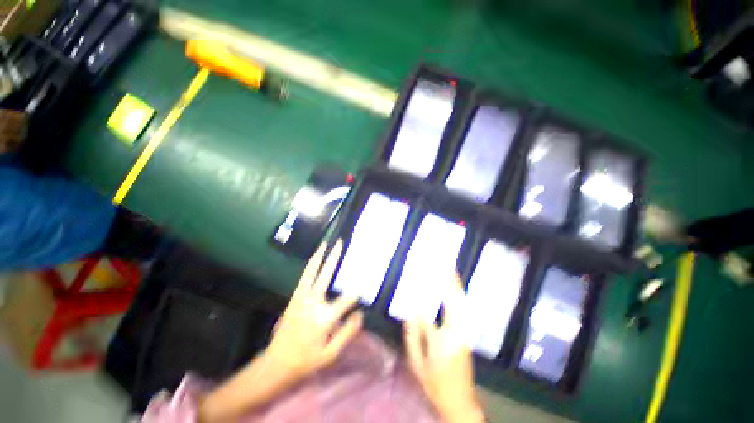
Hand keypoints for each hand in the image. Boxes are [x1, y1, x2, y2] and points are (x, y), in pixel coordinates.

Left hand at [199, 240, 362, 422]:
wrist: (276, 365)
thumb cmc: (307, 361)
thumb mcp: (331, 354)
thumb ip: (348, 332)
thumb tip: (360, 313)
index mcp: (324, 318)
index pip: (347, 299)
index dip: (357, 294)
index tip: (363, 290)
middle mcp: (313, 303)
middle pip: (326, 275)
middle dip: (334, 257)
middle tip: (341, 243)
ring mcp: (301, 298)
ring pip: (311, 272)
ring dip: (319, 256)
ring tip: (325, 244)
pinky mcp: (294, 298)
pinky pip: (304, 277)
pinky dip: (310, 265)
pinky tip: (314, 258)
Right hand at [404, 275, 484, 422]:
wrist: (460, 401)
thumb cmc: (434, 383)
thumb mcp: (416, 362)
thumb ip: (412, 334)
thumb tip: (409, 308)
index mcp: (440, 341)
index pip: (426, 308)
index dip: (418, 290)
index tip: (412, 275)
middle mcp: (456, 332)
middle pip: (452, 300)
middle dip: (446, 279)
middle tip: (440, 262)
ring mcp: (465, 331)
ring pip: (461, 302)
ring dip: (455, 283)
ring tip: (449, 267)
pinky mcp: (468, 332)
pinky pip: (464, 307)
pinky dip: (459, 293)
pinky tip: (455, 285)